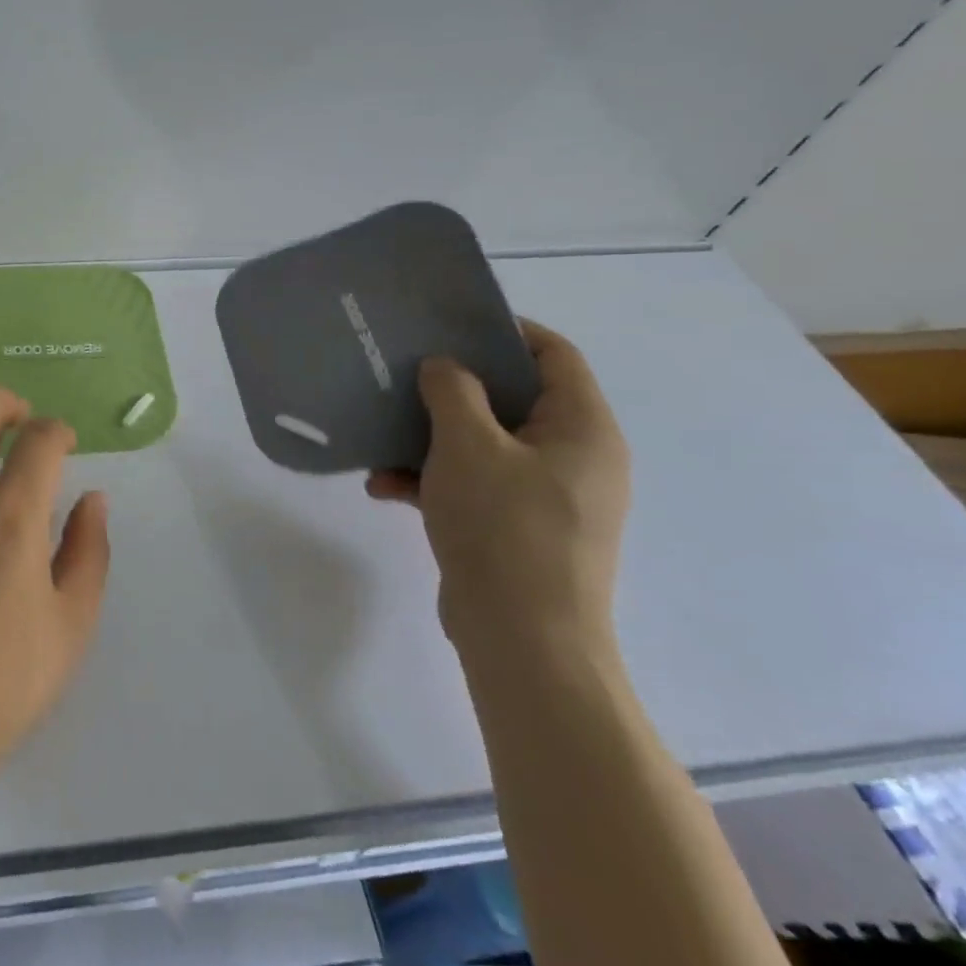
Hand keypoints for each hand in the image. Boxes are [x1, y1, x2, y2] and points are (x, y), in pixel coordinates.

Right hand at [368, 320, 630, 664]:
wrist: (523, 640)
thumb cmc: (504, 527)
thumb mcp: (467, 444)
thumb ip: (453, 391)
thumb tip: (445, 367)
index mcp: (582, 428)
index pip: (554, 354)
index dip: (504, 330)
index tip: (448, 325)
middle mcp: (576, 457)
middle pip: (514, 398)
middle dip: (453, 387)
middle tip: (405, 374)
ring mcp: (550, 497)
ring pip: (487, 444)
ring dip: (432, 439)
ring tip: (382, 440)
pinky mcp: (522, 529)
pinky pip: (477, 485)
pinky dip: (435, 480)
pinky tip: (384, 488)